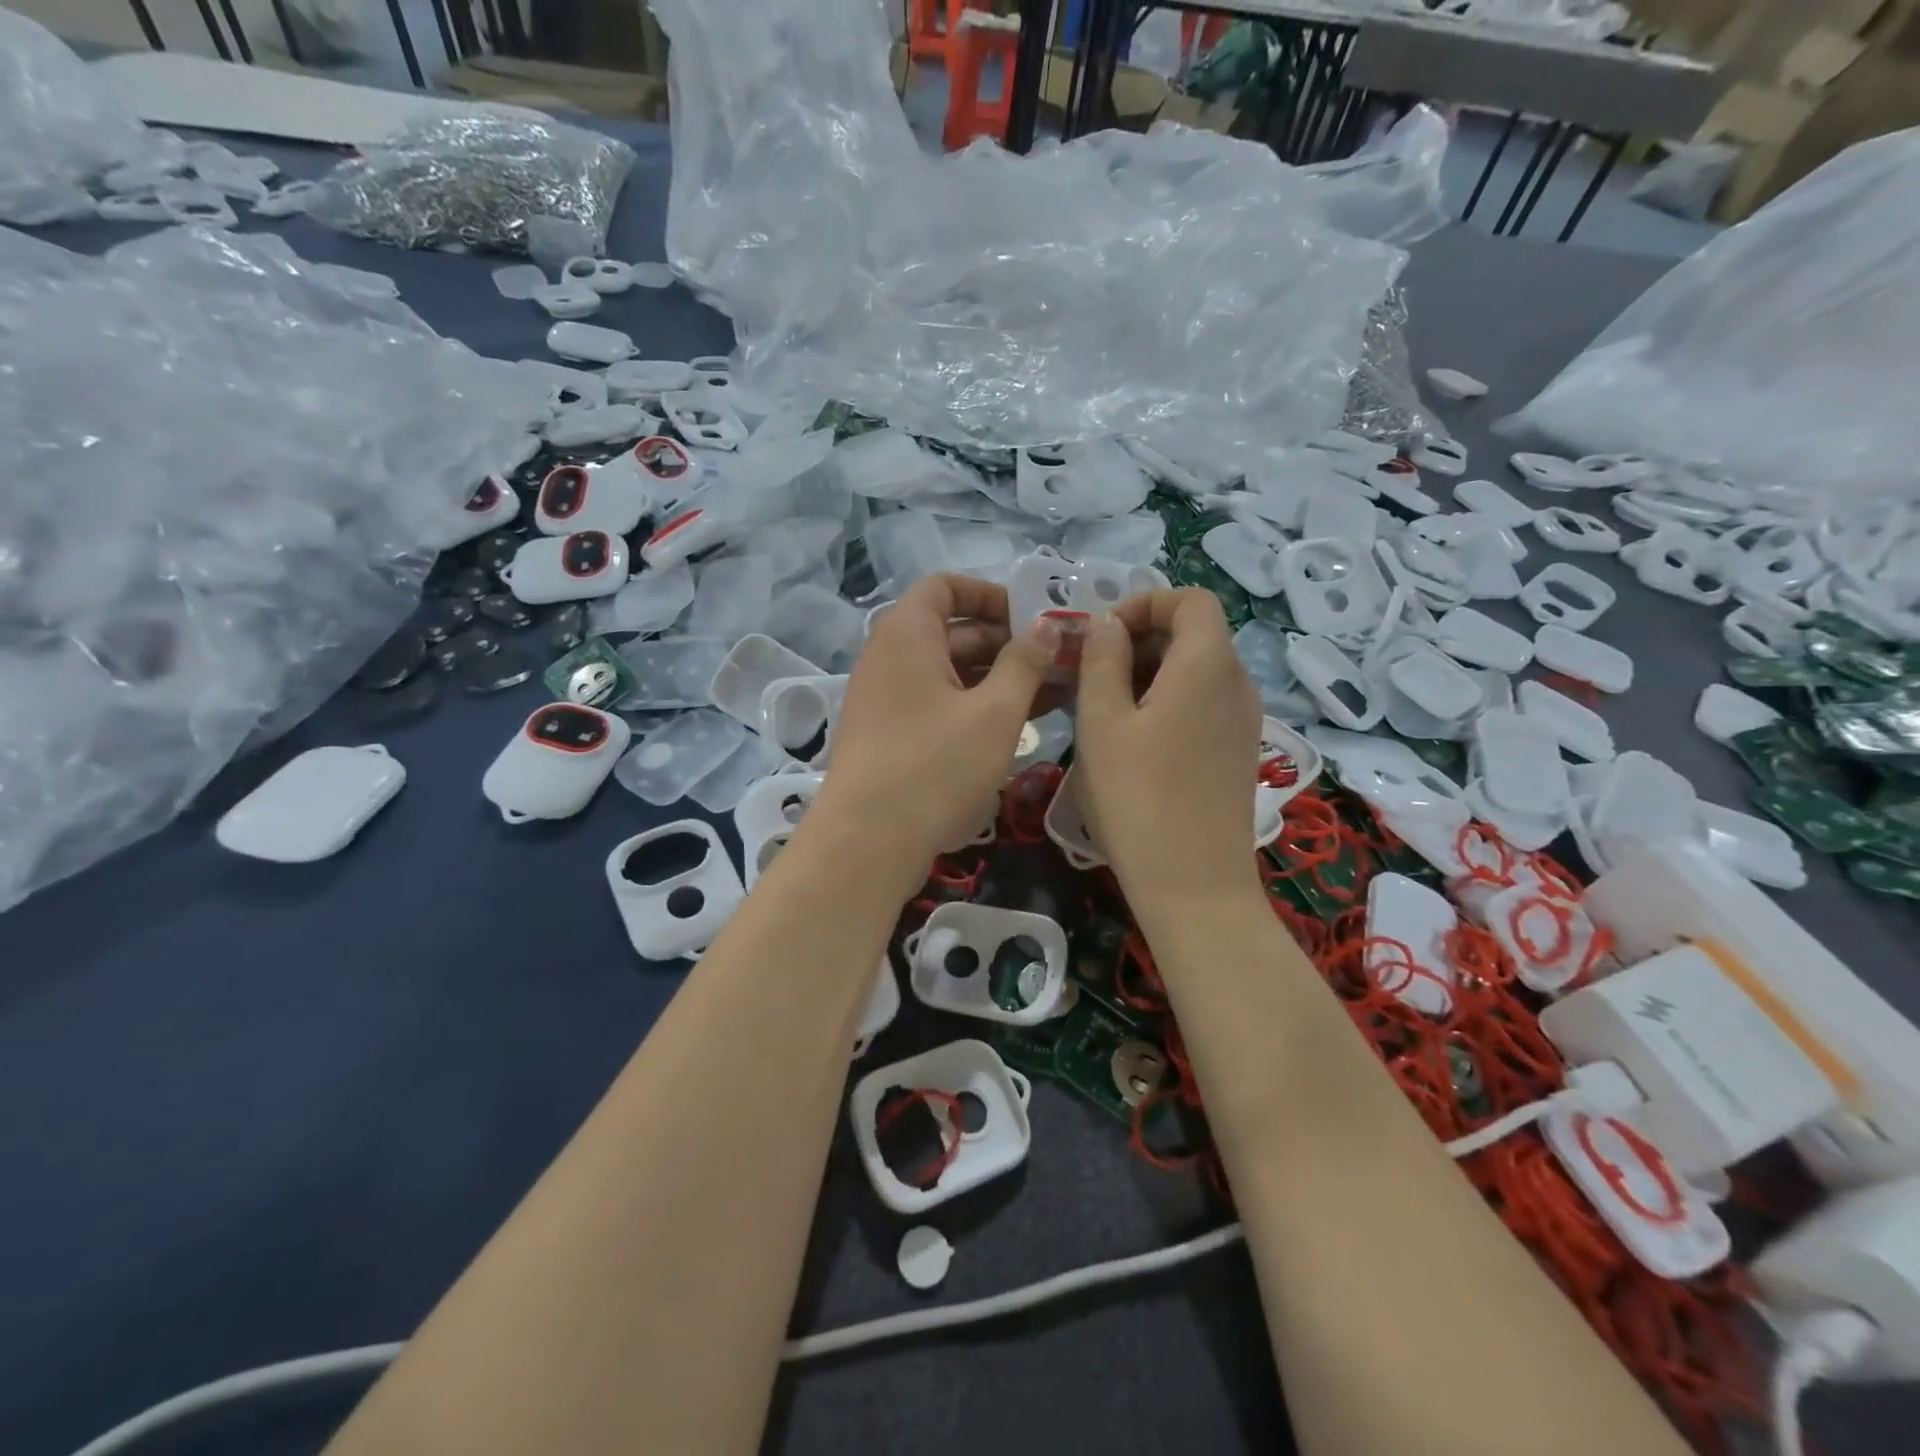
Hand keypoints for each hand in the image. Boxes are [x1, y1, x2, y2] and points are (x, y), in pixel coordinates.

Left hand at [816, 575, 1063, 882]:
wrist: (867, 842)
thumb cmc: (936, 766)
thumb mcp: (995, 712)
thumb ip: (1025, 662)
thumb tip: (1047, 624)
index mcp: (906, 634)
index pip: (945, 587)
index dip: (991, 594)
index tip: (1033, 618)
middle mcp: (889, 658)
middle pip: (951, 630)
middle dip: (1006, 642)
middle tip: (1059, 662)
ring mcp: (885, 699)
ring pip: (948, 672)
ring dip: (997, 678)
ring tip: (1054, 694)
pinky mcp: (889, 736)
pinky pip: (937, 704)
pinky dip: (974, 706)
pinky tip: (1017, 725)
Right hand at [1073, 589, 1264, 912]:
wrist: (1194, 885)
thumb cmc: (1138, 797)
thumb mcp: (1102, 722)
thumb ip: (1102, 660)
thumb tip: (1107, 623)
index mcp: (1207, 663)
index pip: (1191, 600)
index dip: (1145, 603)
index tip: (1102, 635)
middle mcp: (1238, 683)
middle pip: (1196, 633)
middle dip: (1142, 639)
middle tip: (1092, 674)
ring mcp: (1244, 721)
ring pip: (1198, 671)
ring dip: (1151, 673)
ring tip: (1105, 709)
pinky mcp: (1239, 752)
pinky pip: (1205, 704)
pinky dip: (1170, 702)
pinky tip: (1135, 742)